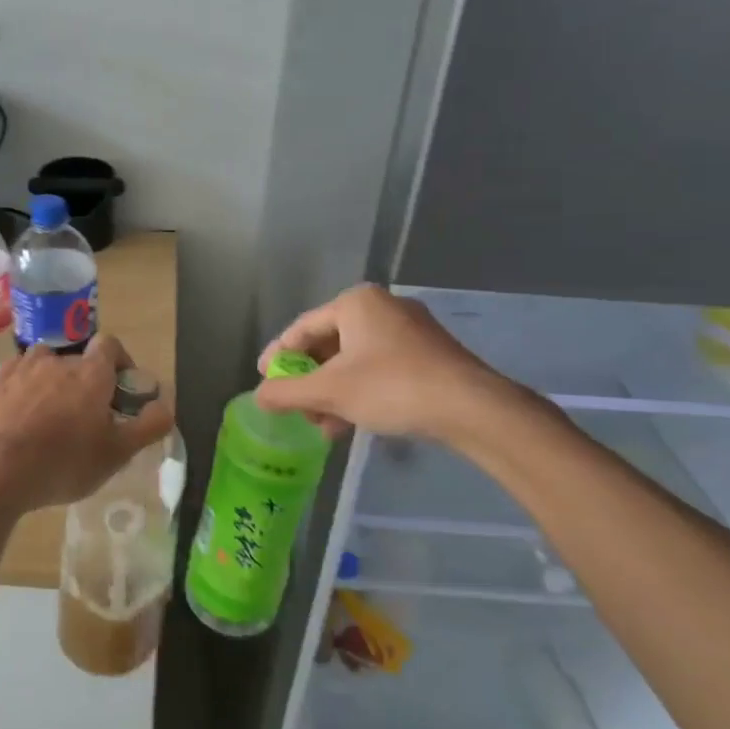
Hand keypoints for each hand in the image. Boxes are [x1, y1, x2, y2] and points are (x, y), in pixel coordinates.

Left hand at [0, 333, 174, 514]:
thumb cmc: (66, 460)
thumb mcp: (118, 452)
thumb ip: (149, 425)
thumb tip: (166, 405)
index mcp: (92, 372)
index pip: (111, 344)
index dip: (120, 362)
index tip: (122, 389)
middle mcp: (59, 360)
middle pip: (79, 360)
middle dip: (87, 381)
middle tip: (89, 414)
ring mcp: (24, 369)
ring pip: (46, 364)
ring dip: (54, 380)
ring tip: (53, 412)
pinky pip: (18, 375)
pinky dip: (26, 387)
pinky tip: (24, 413)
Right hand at [255, 284, 521, 442]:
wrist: (470, 408)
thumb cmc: (391, 387)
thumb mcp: (330, 392)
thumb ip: (287, 392)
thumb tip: (258, 396)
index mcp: (356, 303)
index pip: (302, 328)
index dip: (278, 356)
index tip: (264, 380)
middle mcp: (383, 306)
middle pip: (329, 344)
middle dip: (309, 381)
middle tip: (296, 408)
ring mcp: (410, 329)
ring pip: (354, 360)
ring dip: (333, 392)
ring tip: (323, 425)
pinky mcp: (429, 353)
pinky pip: (380, 367)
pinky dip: (360, 391)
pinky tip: (351, 423)